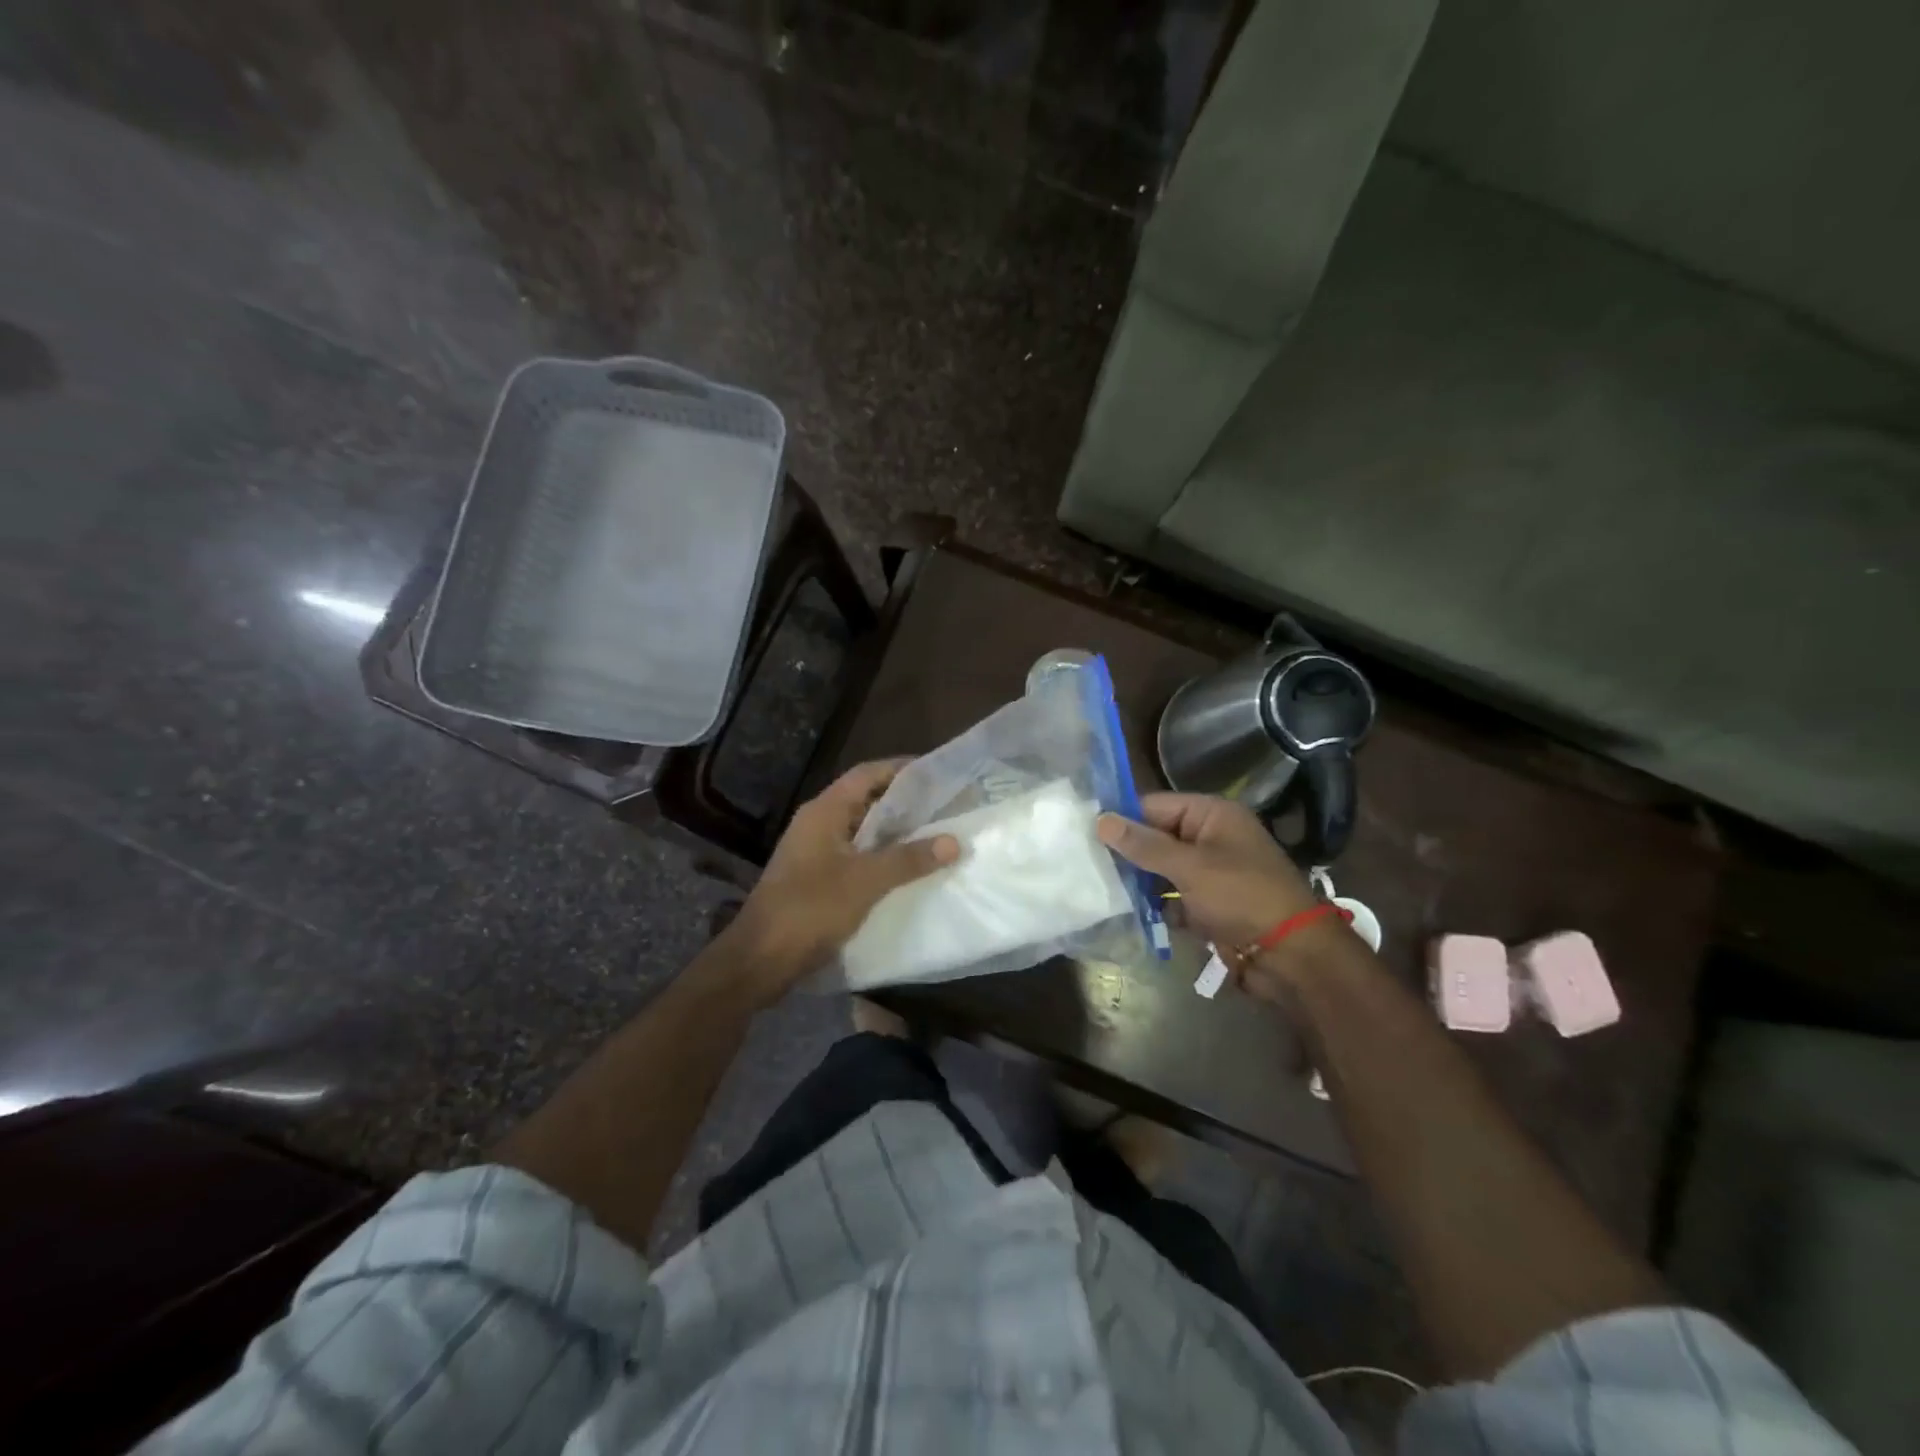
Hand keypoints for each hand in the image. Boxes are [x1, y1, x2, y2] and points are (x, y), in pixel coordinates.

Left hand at [731, 759, 957, 996]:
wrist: (761, 959)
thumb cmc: (811, 909)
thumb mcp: (866, 881)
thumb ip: (909, 859)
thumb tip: (953, 841)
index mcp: (824, 811)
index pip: (866, 773)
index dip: (901, 768)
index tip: (937, 772)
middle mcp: (818, 823)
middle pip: (865, 799)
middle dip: (903, 802)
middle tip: (944, 805)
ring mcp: (814, 851)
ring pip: (861, 830)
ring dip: (894, 832)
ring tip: (934, 835)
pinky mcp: (816, 878)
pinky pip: (855, 855)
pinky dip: (881, 856)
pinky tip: (907, 869)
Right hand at [1096, 793, 1315, 953]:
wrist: (1292, 955)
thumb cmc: (1242, 897)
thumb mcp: (1190, 867)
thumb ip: (1144, 845)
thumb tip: (1101, 819)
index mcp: (1212, 816)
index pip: (1155, 805)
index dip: (1122, 818)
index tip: (1085, 833)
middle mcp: (1211, 838)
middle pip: (1157, 837)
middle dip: (1128, 853)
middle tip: (1088, 864)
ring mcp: (1211, 873)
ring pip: (1162, 870)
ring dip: (1139, 882)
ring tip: (1102, 889)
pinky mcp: (1210, 904)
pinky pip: (1173, 897)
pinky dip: (1156, 906)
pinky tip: (1129, 914)